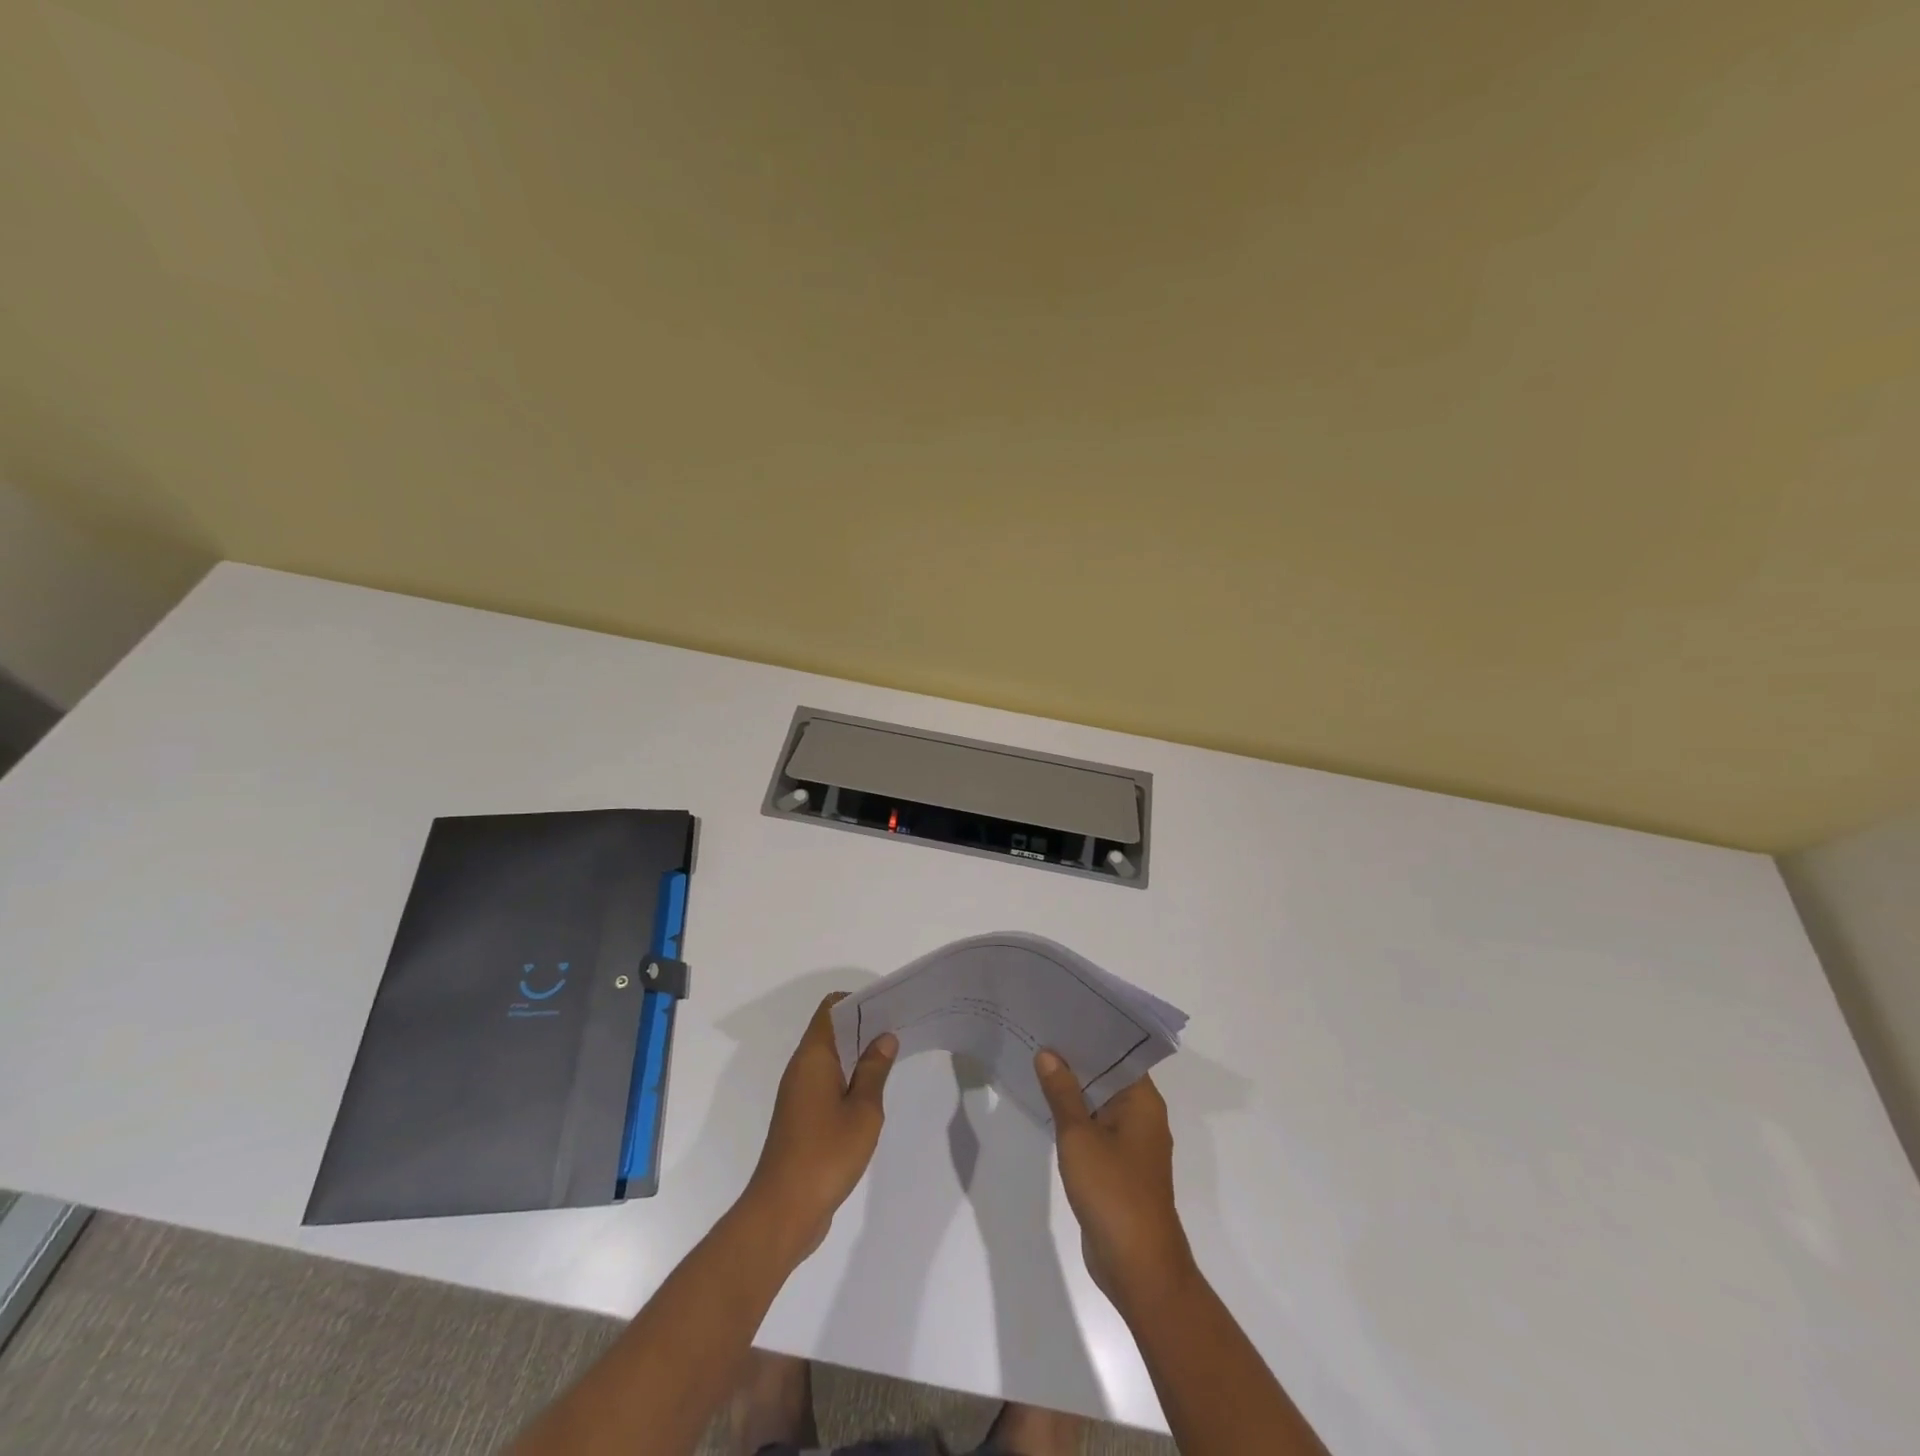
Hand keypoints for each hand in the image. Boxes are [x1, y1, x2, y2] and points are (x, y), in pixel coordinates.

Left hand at [742, 994, 897, 1262]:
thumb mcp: (863, 1110)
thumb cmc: (826, 1154)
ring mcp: (798, 1094)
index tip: (888, 1007)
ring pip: (830, 1058)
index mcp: (813, 1057)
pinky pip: (827, 1082)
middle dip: (863, 1026)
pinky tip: (872, 1092)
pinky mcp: (801, 1118)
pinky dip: (848, 1078)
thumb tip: (884, 1037)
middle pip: (831, 1030)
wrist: (783, 1211)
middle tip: (899, 1029)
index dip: (858, 1001)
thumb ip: (874, 1070)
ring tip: (892, 1057)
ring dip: (857, 1054)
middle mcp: (801, 1068)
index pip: (831, 1008)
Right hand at [1035, 1051, 1196, 1314]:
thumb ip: (1062, 1093)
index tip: (1061, 1015)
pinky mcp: (1119, 1167)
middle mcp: (1142, 1117)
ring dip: (1073, 1089)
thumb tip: (1048, 1053)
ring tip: (1036, 1061)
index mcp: (1143, 1102)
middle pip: (1108, 1076)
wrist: (1138, 1267)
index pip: (1118, 1053)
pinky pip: (1096, 1129)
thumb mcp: (1079, 1136)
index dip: (1090, 1034)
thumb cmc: (1113, 1192)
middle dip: (1076, 1059)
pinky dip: (1075, 1117)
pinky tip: (1047, 1107)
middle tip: (1040, 1032)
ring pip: (1100, 1103)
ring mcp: (1132, 1144)